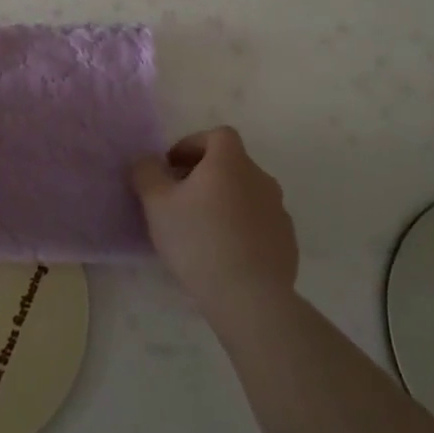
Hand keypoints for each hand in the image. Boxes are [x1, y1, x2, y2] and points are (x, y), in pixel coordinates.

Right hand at [132, 127, 298, 317]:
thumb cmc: (198, 240)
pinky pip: (259, 222)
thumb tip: (147, 161)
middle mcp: (260, 178)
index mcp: (231, 162)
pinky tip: (224, 253)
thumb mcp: (156, 203)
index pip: (217, 135)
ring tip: (201, 229)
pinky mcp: (287, 241)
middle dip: (205, 174)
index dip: (193, 144)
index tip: (172, 167)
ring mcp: (279, 210)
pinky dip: (242, 227)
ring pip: (246, 194)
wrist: (250, 298)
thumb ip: (146, 172)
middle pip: (231, 164)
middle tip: (180, 199)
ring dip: (224, 201)